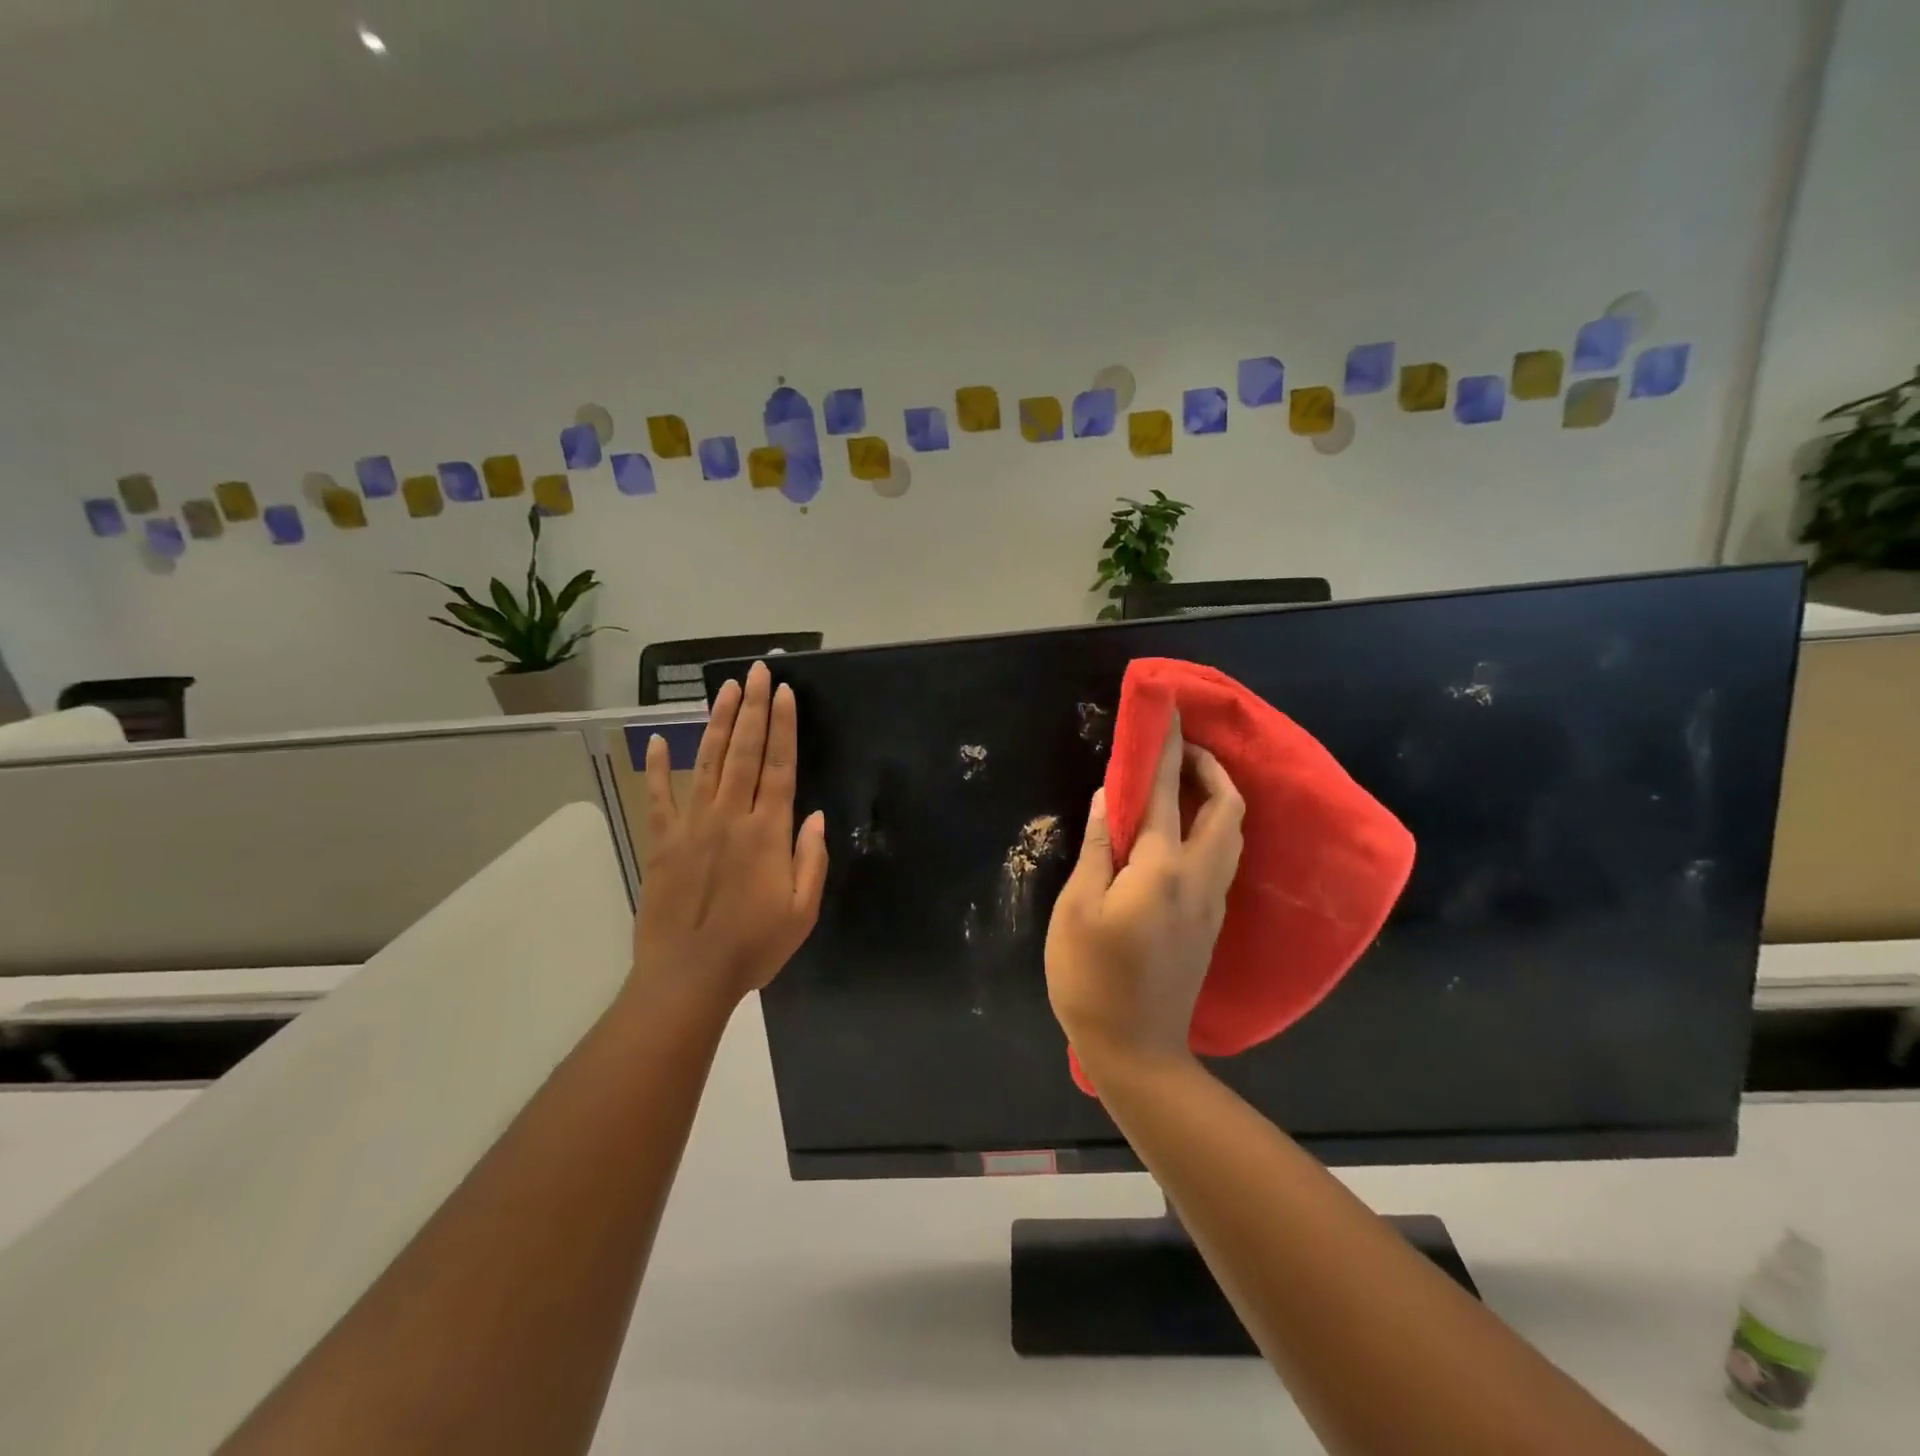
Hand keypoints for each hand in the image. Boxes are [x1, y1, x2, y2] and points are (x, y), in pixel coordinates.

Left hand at [632, 660, 828, 1006]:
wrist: (687, 977)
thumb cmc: (753, 947)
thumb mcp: (801, 912)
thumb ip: (810, 860)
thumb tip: (814, 816)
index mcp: (766, 832)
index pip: (779, 766)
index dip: (783, 726)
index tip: (784, 692)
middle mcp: (729, 816)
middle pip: (745, 751)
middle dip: (753, 708)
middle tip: (757, 671)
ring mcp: (691, 825)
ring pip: (708, 762)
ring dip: (718, 723)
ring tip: (725, 689)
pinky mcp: (661, 842)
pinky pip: (659, 797)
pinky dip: (658, 767)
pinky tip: (659, 739)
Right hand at [1045, 712, 1244, 1074]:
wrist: (1137, 1050)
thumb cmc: (1091, 977)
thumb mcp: (1078, 907)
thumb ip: (1100, 847)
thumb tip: (1113, 797)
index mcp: (1162, 868)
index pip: (1168, 792)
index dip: (1166, 748)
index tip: (1167, 712)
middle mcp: (1199, 877)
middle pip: (1226, 808)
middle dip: (1210, 767)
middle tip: (1180, 749)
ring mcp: (1212, 902)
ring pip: (1232, 833)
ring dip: (1217, 796)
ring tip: (1186, 781)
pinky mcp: (1211, 922)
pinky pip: (1224, 856)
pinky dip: (1214, 826)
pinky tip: (1186, 830)